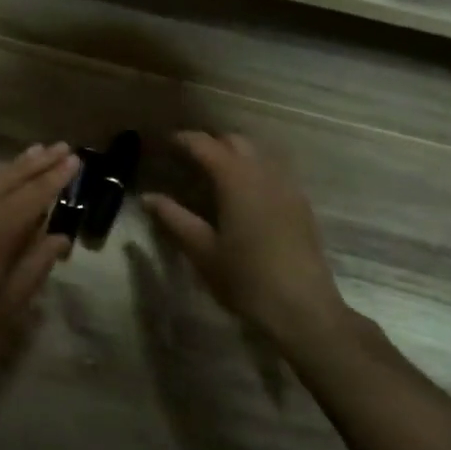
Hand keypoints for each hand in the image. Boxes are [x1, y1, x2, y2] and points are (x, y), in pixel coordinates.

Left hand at [0, 144, 78, 377]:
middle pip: (12, 177)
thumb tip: (60, 236)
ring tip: (34, 154)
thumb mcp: (8, 301)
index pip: (36, 193)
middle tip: (62, 147)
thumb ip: (36, 264)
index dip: (57, 176)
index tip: (75, 159)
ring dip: (12, 166)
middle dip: (38, 162)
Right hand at [144, 132, 368, 363]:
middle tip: (186, 160)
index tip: (163, 144)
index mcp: (236, 179)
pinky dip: (253, 170)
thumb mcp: (201, 250)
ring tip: (213, 175)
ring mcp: (287, 187)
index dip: (182, 140)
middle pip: (235, 141)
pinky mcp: (300, 205)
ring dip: (234, 155)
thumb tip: (147, 197)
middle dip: (210, 143)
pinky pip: (273, 171)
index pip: (205, 145)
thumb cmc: (245, 279)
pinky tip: (242, 195)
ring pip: (258, 154)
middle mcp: (264, 173)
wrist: (303, 309)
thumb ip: (173, 218)